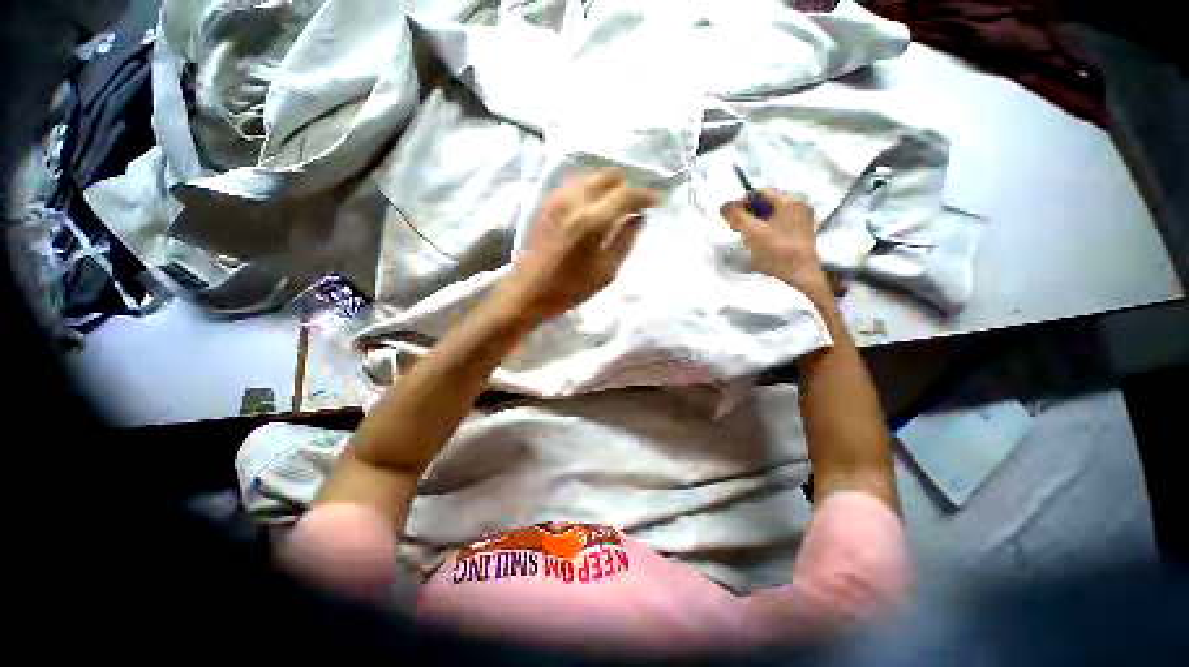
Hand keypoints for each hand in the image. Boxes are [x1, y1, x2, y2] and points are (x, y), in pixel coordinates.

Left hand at [503, 169, 658, 320]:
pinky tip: (596, 205)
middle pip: (608, 176)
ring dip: (609, 185)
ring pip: (591, 176)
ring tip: (618, 203)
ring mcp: (557, 199)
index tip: (658, 201)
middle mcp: (574, 200)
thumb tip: (640, 217)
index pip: (626, 194)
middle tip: (637, 203)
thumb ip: (627, 239)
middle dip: (628, 186)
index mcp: (591, 221)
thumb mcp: (607, 271)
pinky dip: (591, 188)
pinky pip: (575, 184)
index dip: (645, 195)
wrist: (528, 292)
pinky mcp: (547, 203)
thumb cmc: (570, 288)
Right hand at [721, 189, 830, 302]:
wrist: (802, 273)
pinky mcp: (802, 233)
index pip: (759, 192)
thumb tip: (724, 206)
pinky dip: (767, 230)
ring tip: (746, 237)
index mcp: (789, 199)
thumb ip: (736, 216)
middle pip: (767, 203)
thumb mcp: (752, 232)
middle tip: (736, 228)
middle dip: (748, 213)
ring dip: (757, 222)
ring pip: (773, 215)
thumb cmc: (777, 250)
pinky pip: (780, 225)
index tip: (730, 217)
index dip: (741, 202)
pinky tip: (760, 243)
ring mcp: (803, 219)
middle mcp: (799, 204)